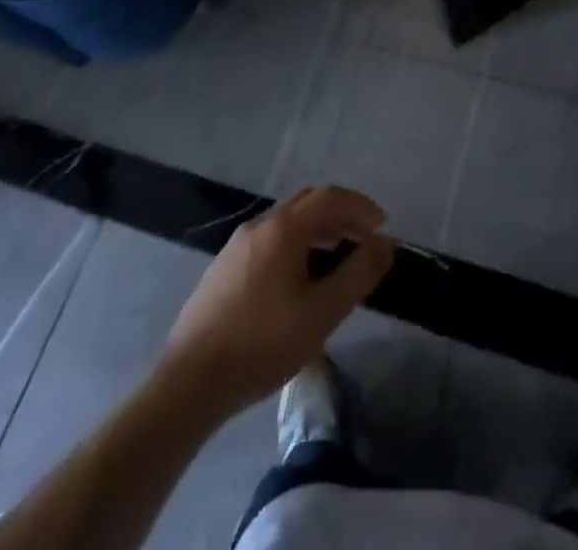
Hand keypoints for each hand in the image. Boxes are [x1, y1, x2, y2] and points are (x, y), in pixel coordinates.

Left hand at [159, 186, 394, 421]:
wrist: (190, 381)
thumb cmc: (263, 343)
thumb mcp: (322, 312)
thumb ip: (358, 274)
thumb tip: (386, 243)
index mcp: (284, 228)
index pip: (330, 198)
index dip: (360, 206)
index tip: (382, 226)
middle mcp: (260, 224)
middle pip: (307, 202)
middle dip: (340, 213)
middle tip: (363, 237)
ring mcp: (237, 244)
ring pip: (286, 220)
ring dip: (317, 228)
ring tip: (336, 256)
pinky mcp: (224, 267)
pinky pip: (270, 238)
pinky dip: (295, 242)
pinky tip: (299, 276)